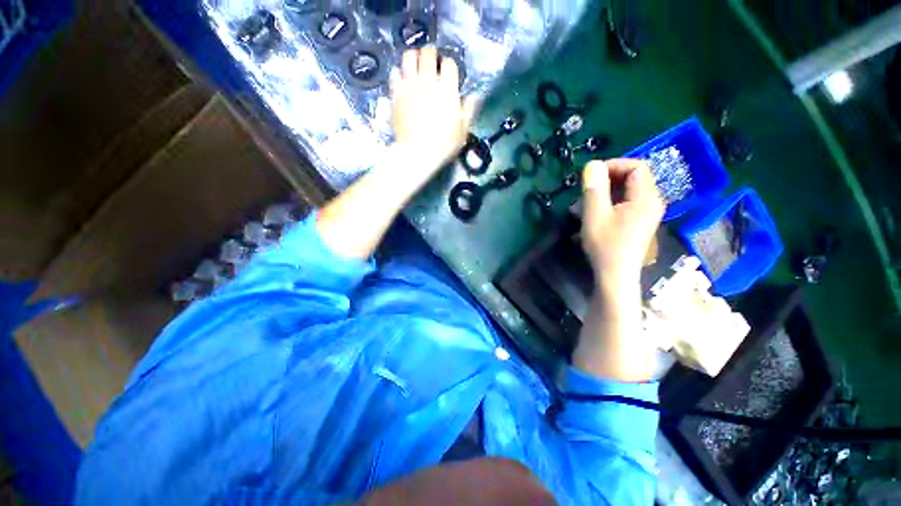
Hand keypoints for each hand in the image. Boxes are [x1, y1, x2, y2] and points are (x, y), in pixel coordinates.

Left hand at [391, 47, 478, 173]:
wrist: (416, 152)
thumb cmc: (443, 145)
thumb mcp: (462, 131)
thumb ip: (468, 111)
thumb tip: (474, 96)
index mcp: (447, 90)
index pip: (449, 64)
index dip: (450, 66)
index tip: (449, 73)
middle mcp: (428, 82)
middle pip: (429, 53)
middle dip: (432, 54)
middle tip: (432, 61)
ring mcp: (410, 86)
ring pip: (409, 57)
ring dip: (414, 57)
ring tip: (416, 64)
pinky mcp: (396, 94)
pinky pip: (394, 74)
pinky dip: (399, 73)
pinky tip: (402, 78)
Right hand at [581, 159, 664, 290]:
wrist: (615, 275)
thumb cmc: (605, 245)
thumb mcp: (595, 214)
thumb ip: (594, 188)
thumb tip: (592, 164)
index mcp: (646, 198)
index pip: (637, 166)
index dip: (614, 165)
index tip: (592, 175)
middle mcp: (653, 202)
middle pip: (634, 178)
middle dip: (608, 179)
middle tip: (586, 190)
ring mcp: (648, 213)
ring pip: (629, 191)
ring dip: (607, 192)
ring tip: (586, 203)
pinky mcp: (640, 222)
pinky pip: (627, 202)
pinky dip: (611, 202)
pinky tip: (595, 213)